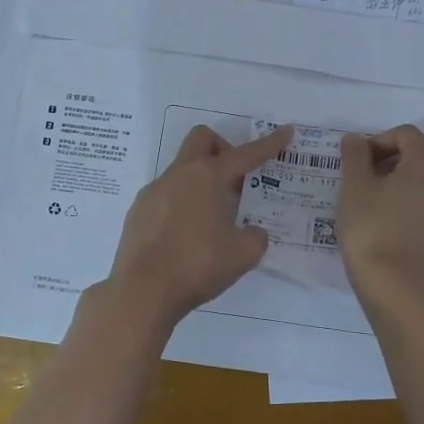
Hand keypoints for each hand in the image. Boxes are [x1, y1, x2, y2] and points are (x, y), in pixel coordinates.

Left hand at [104, 124, 292, 328]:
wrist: (143, 291)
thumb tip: (251, 231)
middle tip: (235, 180)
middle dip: (223, 148)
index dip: (269, 143)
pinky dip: (182, 203)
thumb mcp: (243, 254)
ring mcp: (154, 191)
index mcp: (208, 177)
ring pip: (182, 169)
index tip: (286, 132)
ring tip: (212, 218)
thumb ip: (255, 236)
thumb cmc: (198, 265)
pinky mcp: (138, 212)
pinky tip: (186, 235)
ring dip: (201, 181)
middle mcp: (179, 175)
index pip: (245, 154)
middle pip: (202, 139)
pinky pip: (165, 194)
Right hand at [337, 125, 423, 297]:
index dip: (380, 141)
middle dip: (394, 170)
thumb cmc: (372, 229)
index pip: (407, 135)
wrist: (397, 289)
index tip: (359, 162)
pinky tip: (400, 244)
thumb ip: (354, 156)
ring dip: (409, 199)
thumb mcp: (353, 188)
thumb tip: (356, 139)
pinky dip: (421, 228)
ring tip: (382, 219)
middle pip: (423, 165)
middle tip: (367, 190)